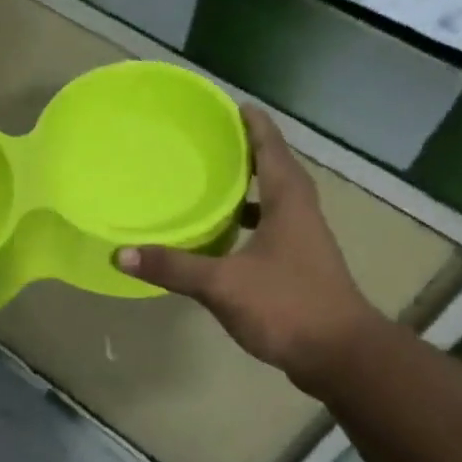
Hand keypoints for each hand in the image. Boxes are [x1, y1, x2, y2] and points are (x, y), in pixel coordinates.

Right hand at [117, 106, 377, 386]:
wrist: (340, 355)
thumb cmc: (287, 306)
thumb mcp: (223, 284)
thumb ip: (174, 267)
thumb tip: (121, 254)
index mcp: (288, 200)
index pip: (270, 146)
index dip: (251, 123)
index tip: (227, 105)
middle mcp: (300, 213)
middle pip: (272, 169)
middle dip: (243, 153)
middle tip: (206, 144)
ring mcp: (302, 241)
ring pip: (271, 202)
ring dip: (245, 191)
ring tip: (208, 186)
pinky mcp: (299, 267)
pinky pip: (269, 229)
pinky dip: (246, 225)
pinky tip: (221, 241)